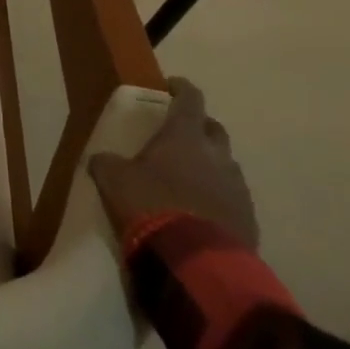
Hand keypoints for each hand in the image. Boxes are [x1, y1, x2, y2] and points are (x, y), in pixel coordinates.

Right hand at [88, 78, 257, 249]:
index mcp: (185, 135)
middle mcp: (217, 154)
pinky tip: (203, 211)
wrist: (198, 263)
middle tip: (180, 135)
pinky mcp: (249, 219)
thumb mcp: (114, 179)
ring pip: (226, 164)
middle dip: (199, 127)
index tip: (171, 86)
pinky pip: (234, 198)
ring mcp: (237, 187)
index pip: (190, 98)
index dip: (181, 88)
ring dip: (211, 165)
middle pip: (214, 129)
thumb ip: (107, 163)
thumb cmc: (151, 204)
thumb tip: (100, 159)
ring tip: (190, 178)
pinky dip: (220, 197)